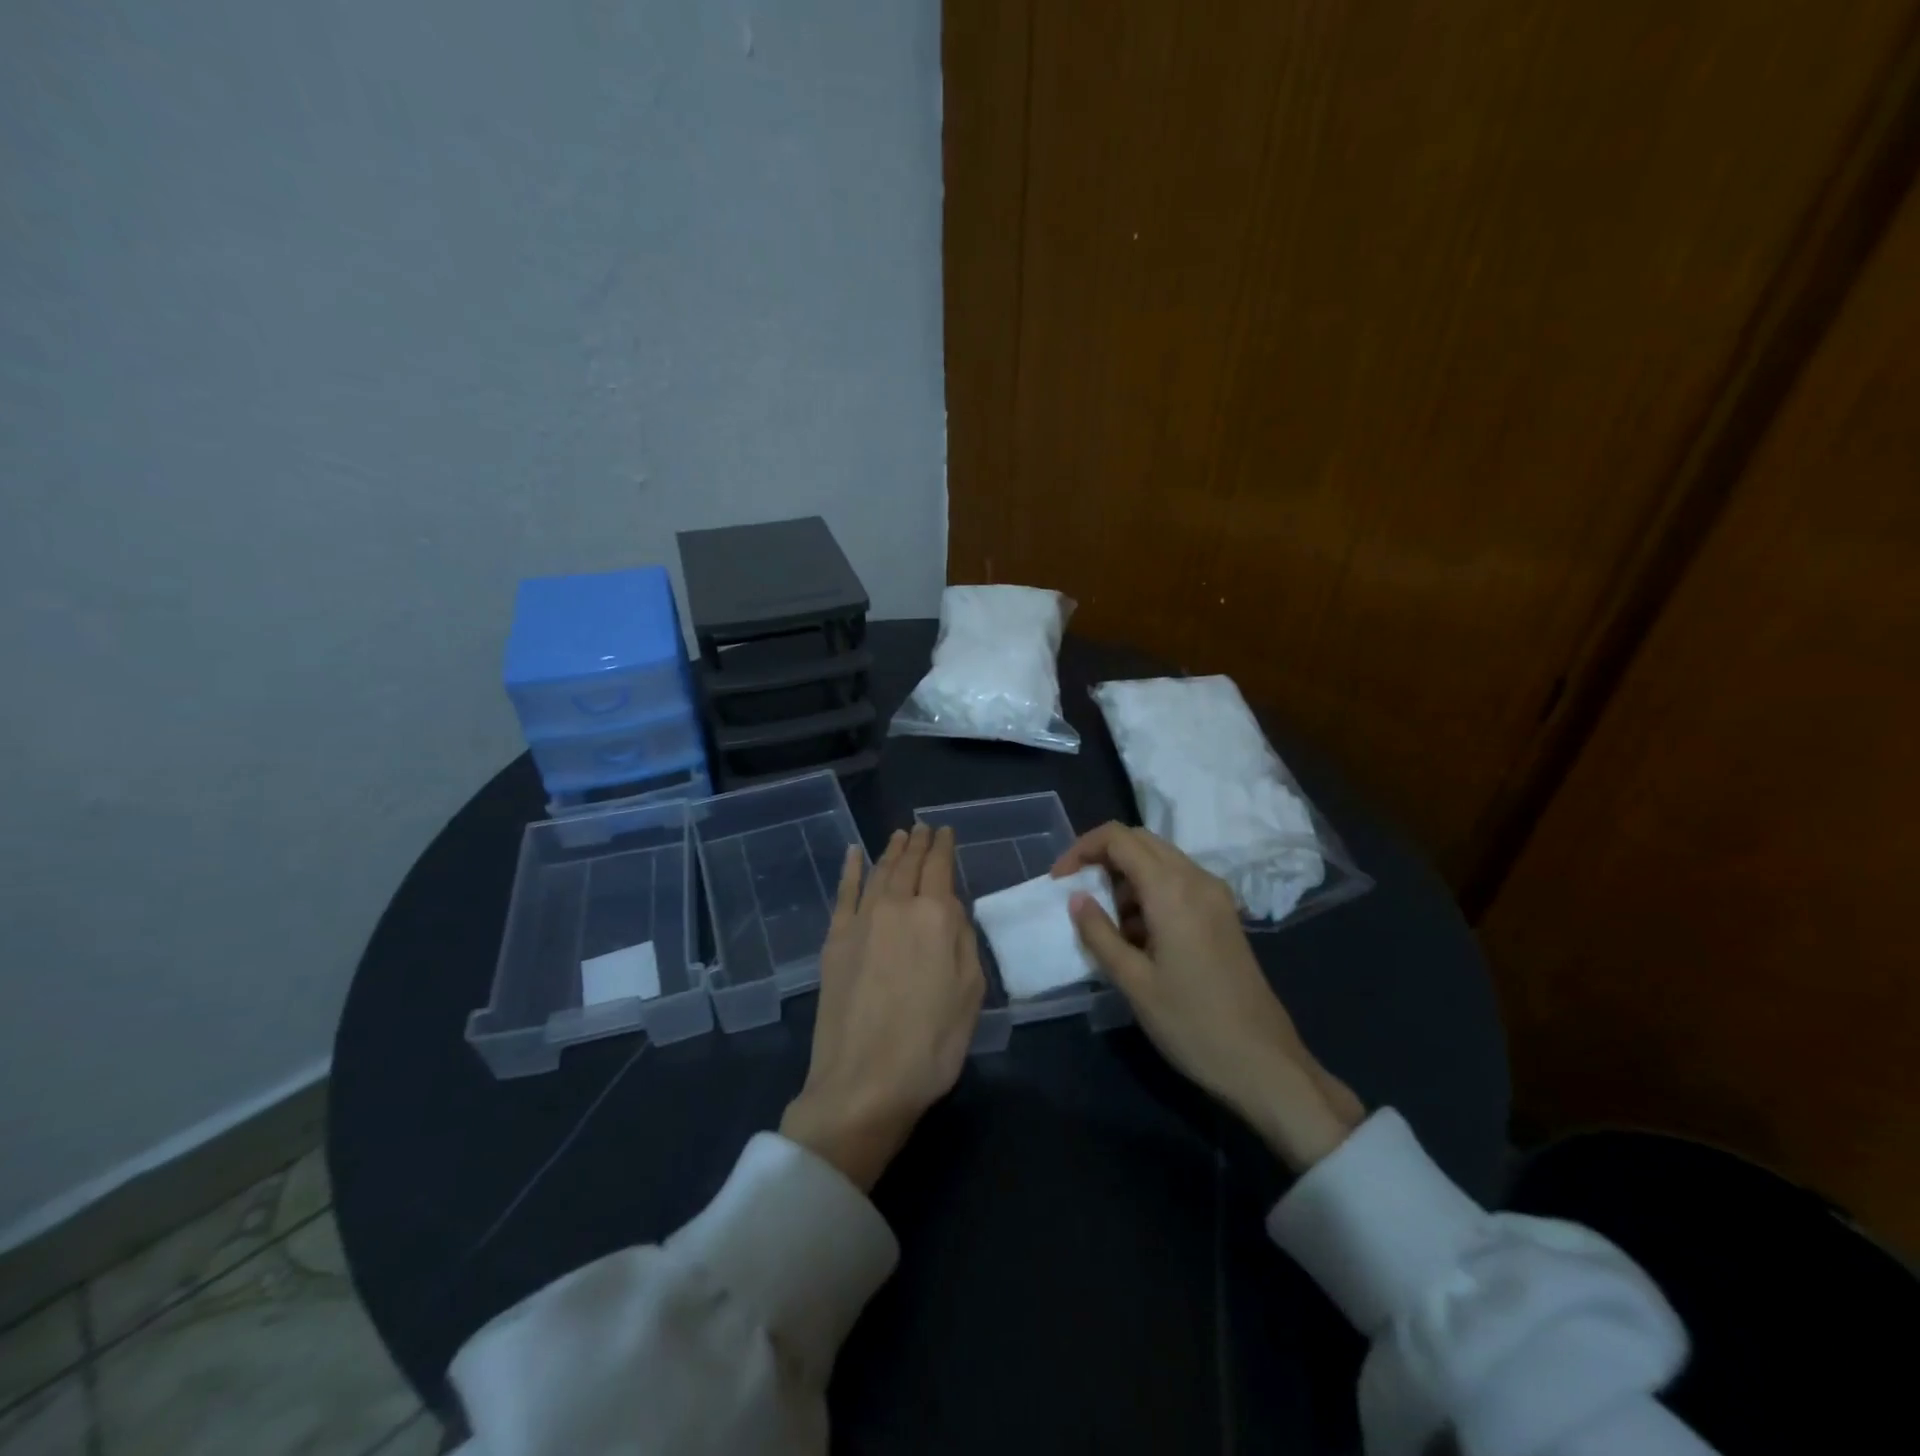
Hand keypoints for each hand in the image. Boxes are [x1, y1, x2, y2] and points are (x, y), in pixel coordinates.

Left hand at [781, 825, 985, 1191]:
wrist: (864, 1082)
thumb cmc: (931, 1043)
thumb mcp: (970, 992)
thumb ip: (962, 939)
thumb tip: (951, 907)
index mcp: (935, 916)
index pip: (940, 867)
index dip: (944, 847)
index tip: (946, 832)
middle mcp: (896, 906)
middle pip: (908, 864)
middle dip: (917, 843)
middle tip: (922, 827)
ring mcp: (861, 922)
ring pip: (878, 872)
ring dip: (890, 851)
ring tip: (898, 835)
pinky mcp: (834, 941)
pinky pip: (843, 894)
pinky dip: (849, 870)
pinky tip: (853, 854)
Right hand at [1054, 823, 1363, 1170]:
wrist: (1264, 1063)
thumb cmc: (1192, 1024)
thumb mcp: (1134, 982)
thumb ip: (1099, 934)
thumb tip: (1075, 898)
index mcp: (1173, 889)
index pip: (1119, 838)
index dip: (1082, 849)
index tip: (1059, 882)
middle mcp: (1197, 879)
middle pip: (1140, 841)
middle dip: (1103, 860)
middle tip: (1079, 898)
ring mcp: (1215, 895)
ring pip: (1160, 861)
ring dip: (1127, 879)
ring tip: (1111, 928)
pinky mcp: (1223, 914)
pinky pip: (1178, 883)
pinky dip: (1150, 893)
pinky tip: (1141, 938)